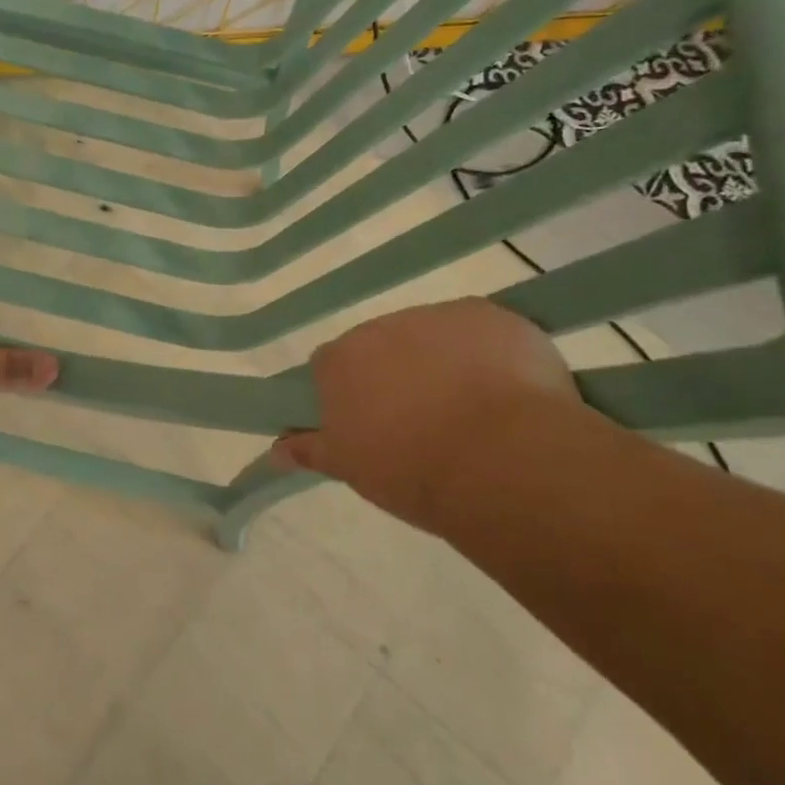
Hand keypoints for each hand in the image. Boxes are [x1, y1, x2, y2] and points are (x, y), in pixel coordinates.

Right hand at [271, 298, 577, 530]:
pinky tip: (509, 393)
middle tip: (422, 420)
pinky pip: (482, 331)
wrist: (501, 460)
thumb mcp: (352, 469)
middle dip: (398, 373)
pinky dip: (490, 354)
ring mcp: (435, 316)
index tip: (369, 422)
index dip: (350, 392)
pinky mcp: (488, 315)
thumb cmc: (412, 470)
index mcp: (340, 360)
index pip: (331, 366)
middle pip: (383, 345)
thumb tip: (275, 450)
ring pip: (433, 335)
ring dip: (443, 361)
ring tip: (473, 411)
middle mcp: (380, 327)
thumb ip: (311, 450)